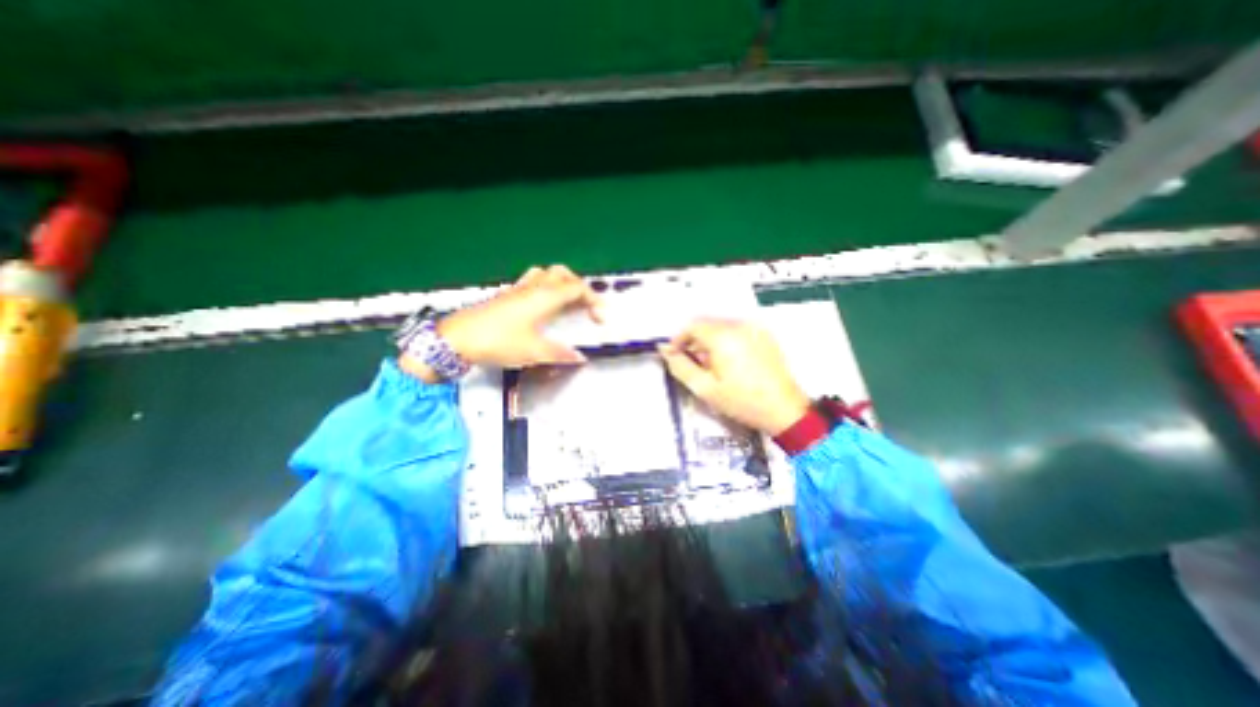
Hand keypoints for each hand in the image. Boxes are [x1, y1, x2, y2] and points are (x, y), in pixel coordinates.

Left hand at [401, 266, 602, 381]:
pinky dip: (546, 287)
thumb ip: (560, 354)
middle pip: (564, 275)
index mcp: (546, 297)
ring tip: (567, 302)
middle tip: (586, 307)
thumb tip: (579, 357)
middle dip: (579, 287)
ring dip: (562, 283)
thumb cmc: (499, 341)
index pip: (577, 289)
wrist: (458, 338)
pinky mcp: (508, 295)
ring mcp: (519, 289)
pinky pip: (533, 281)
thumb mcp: (534, 352)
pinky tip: (543, 305)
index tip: (600, 317)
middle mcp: (535, 287)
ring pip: (547, 274)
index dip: (593, 300)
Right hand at [661, 316, 805, 434]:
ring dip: (710, 341)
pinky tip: (730, 362)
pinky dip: (727, 341)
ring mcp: (755, 329)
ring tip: (712, 366)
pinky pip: (737, 331)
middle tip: (693, 364)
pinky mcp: (765, 336)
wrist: (784, 410)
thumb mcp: (705, 389)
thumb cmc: (742, 401)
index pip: (692, 326)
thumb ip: (681, 367)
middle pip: (707, 324)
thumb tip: (665, 350)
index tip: (675, 355)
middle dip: (695, 341)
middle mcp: (739, 326)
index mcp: (723, 337)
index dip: (679, 339)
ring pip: (722, 327)